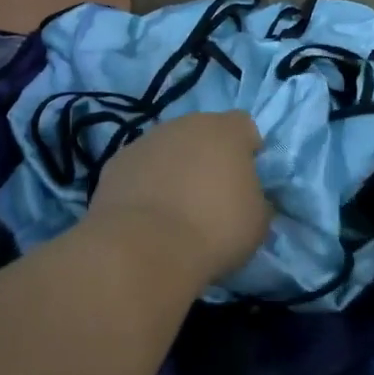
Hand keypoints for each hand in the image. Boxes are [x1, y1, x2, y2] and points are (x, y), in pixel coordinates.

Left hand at [89, 111, 270, 283]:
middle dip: (208, 156)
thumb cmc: (214, 229)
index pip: (244, 126)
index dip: (248, 150)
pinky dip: (145, 184)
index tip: (247, 179)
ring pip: (168, 149)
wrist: (143, 249)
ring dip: (175, 169)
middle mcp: (184, 124)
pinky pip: (140, 169)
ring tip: (176, 209)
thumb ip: (257, 199)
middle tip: (211, 195)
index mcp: (225, 130)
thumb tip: (250, 197)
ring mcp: (145, 141)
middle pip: (202, 133)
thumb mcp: (258, 221)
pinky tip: (147, 216)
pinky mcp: (115, 164)